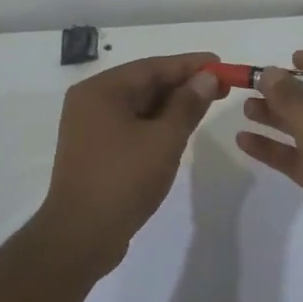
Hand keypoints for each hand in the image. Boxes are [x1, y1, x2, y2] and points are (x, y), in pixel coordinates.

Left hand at [37, 52, 225, 273]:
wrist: (81, 237)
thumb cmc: (123, 180)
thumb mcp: (164, 139)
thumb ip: (187, 104)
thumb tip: (206, 77)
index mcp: (101, 90)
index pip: (152, 67)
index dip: (189, 65)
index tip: (221, 64)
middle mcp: (91, 102)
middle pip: (144, 83)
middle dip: (183, 84)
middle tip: (221, 86)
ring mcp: (90, 127)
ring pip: (139, 105)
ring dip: (172, 104)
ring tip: (207, 104)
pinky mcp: (95, 150)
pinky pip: (131, 125)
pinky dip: (157, 123)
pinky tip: (181, 127)